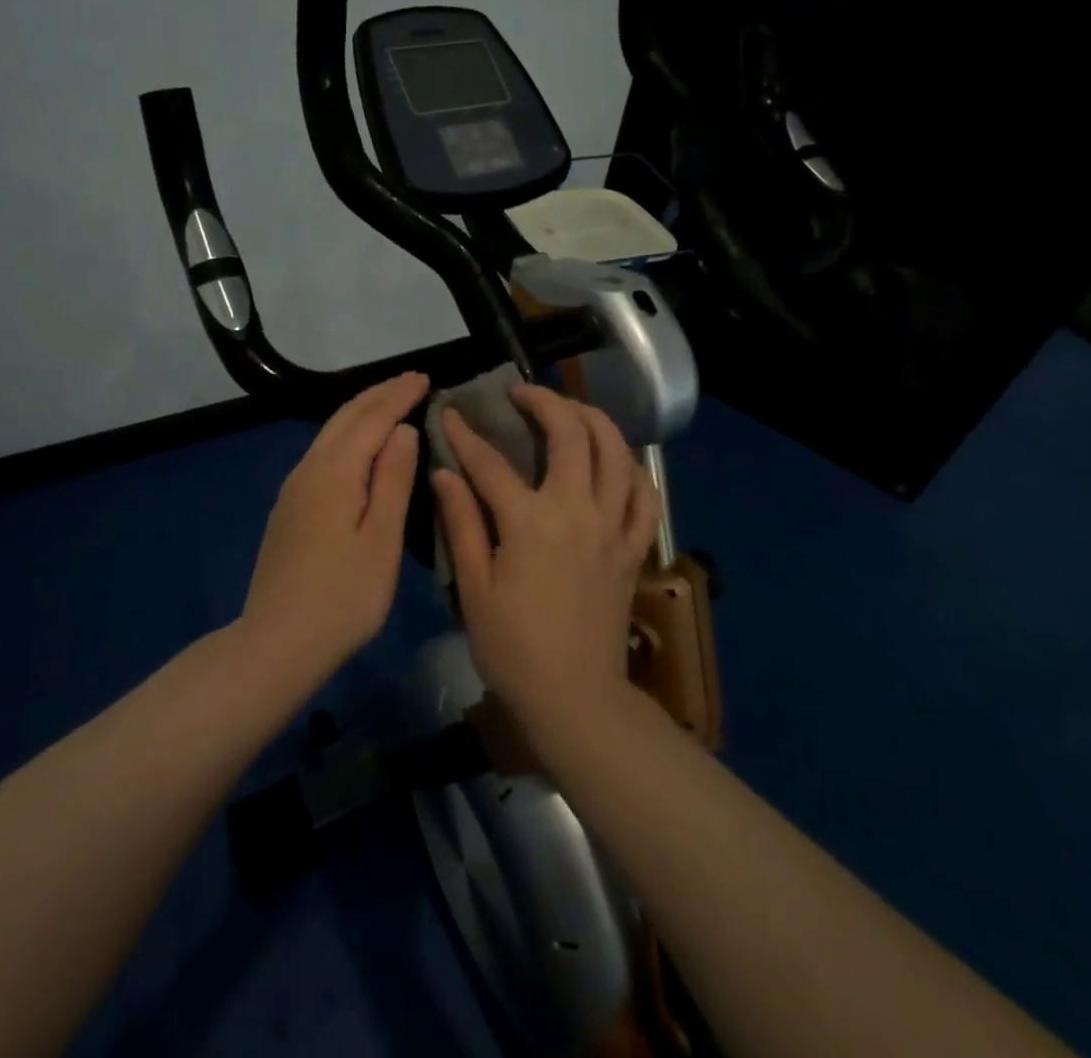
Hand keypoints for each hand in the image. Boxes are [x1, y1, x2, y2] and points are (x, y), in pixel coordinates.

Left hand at [239, 371, 427, 683]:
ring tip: (391, 403)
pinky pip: (323, 451)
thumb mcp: (380, 540)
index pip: (372, 418)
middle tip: (412, 381)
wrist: (277, 642)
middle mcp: (309, 468)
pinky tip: (359, 445)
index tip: (425, 377)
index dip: (399, 395)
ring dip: (362, 411)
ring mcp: (294, 487)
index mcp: (335, 471)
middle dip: (379, 394)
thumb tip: (402, 430)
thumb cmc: (343, 596)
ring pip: (330, 432)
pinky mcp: (290, 506)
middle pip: (346, 417)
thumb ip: (392, 480)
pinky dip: (348, 434)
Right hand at [432, 385, 659, 734]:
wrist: (575, 697)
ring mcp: (611, 528)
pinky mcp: (631, 549)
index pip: (491, 463)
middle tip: (522, 394)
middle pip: (570, 435)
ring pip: (616, 454)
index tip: (449, 414)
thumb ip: (461, 524)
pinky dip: (634, 471)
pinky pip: (645, 497)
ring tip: (572, 411)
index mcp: (529, 523)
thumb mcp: (473, 588)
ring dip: (594, 420)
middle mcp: (576, 512)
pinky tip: (618, 462)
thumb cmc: (513, 647)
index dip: (465, 435)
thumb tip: (444, 473)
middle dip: (544, 402)